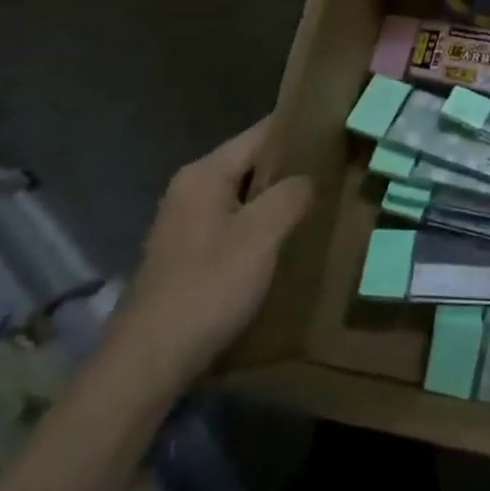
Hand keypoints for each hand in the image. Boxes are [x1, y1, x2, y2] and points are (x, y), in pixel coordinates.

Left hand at [110, 119, 313, 393]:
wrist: (150, 360)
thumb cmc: (209, 287)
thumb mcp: (261, 235)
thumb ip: (290, 195)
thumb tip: (308, 178)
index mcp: (205, 174)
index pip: (260, 133)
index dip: (298, 130)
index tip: (337, 131)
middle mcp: (190, 189)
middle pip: (251, 164)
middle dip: (292, 168)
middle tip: (340, 170)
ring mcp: (185, 224)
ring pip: (244, 197)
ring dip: (278, 200)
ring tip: (322, 203)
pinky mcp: (187, 256)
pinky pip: (234, 225)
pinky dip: (261, 226)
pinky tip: (287, 242)